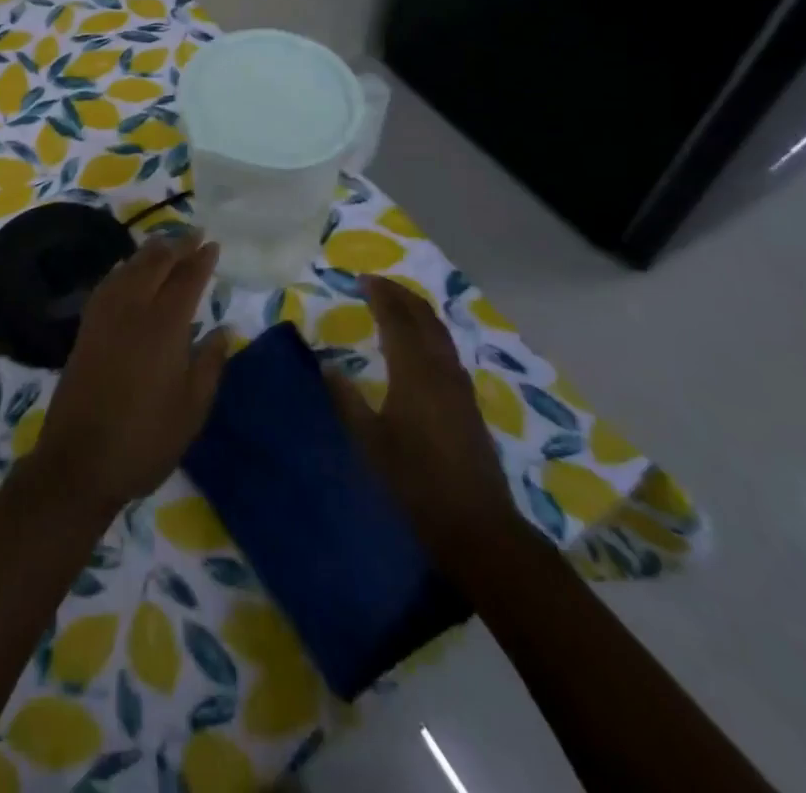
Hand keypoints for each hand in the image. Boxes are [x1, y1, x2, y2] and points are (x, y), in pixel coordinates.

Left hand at [30, 231, 228, 514]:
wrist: (80, 460)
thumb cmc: (146, 439)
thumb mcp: (192, 409)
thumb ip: (210, 364)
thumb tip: (223, 330)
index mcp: (164, 327)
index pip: (186, 280)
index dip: (201, 260)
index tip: (213, 244)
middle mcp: (132, 310)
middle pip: (155, 264)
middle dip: (176, 245)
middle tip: (193, 234)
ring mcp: (104, 317)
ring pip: (128, 268)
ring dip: (149, 252)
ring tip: (165, 244)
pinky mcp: (86, 329)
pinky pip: (108, 284)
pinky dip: (123, 269)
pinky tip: (128, 271)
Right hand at [325, 275, 525, 565]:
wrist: (477, 528)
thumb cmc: (415, 483)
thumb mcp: (369, 442)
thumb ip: (346, 400)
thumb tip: (328, 366)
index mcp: (415, 372)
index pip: (397, 318)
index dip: (380, 294)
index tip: (361, 278)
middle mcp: (441, 369)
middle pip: (424, 318)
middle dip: (401, 295)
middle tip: (376, 283)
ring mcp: (460, 387)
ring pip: (439, 332)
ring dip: (417, 311)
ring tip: (395, 304)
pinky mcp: (468, 404)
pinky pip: (446, 349)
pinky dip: (429, 332)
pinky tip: (419, 344)